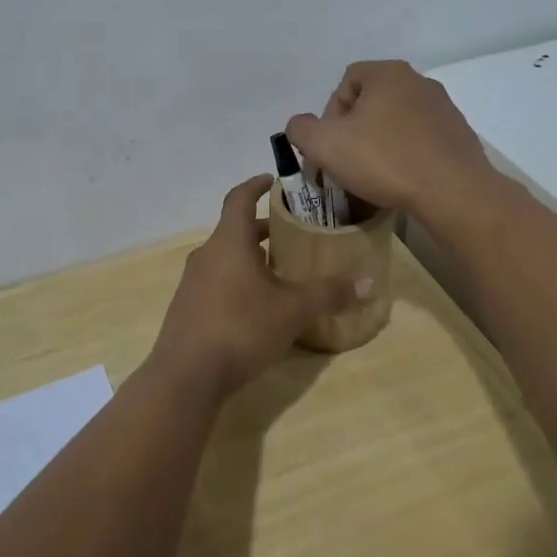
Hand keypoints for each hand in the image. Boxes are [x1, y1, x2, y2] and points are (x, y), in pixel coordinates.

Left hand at [151, 175, 362, 396]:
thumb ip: (329, 294)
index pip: (238, 198)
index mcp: (228, 242)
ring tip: (282, 271)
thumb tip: (370, 282)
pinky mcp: (188, 309)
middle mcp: (207, 255)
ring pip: (226, 258)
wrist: (186, 377)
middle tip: (293, 233)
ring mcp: (193, 283)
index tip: (273, 180)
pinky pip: (217, 282)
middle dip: (263, 229)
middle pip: (235, 230)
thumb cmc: (240, 328)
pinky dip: (239, 281)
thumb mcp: (292, 311)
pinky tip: (259, 306)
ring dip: (251, 257)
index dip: (256, 185)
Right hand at [284, 60, 494, 222]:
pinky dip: (406, 155)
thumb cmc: (384, 160)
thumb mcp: (323, 145)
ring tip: (373, 176)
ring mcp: (444, 108)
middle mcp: (419, 82)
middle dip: (354, 131)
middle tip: (347, 162)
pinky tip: (402, 180)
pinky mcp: (459, 135)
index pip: (346, 81)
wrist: (453, 192)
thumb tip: (302, 127)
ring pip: (397, 122)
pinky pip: (420, 140)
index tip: (330, 145)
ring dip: (380, 144)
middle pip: (372, 102)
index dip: (330, 114)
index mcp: (388, 74)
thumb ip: (301, 129)